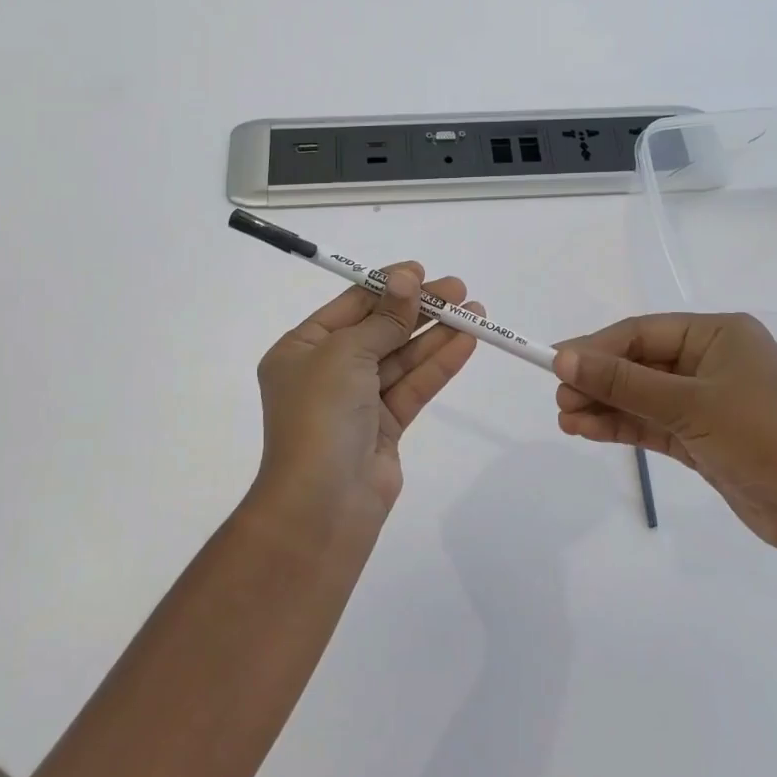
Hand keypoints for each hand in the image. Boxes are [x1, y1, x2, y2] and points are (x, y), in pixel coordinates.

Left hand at [254, 263, 480, 539]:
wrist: (321, 505)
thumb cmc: (320, 414)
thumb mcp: (346, 353)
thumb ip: (384, 319)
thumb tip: (407, 279)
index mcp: (301, 349)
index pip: (349, 307)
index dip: (386, 286)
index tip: (421, 272)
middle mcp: (326, 372)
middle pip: (380, 330)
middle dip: (418, 309)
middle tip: (458, 290)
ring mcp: (356, 401)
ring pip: (401, 359)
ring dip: (436, 335)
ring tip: (475, 313)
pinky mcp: (384, 428)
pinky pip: (413, 387)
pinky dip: (438, 365)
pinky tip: (466, 343)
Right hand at [553, 313, 776, 555]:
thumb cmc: (763, 437)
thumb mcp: (688, 404)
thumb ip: (623, 382)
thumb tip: (564, 358)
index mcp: (718, 335)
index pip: (641, 333)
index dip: (595, 347)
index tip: (553, 363)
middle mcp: (712, 361)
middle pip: (639, 364)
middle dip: (598, 380)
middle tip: (559, 398)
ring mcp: (709, 401)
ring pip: (643, 397)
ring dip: (605, 406)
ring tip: (565, 419)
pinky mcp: (705, 437)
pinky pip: (654, 424)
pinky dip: (623, 427)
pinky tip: (588, 431)